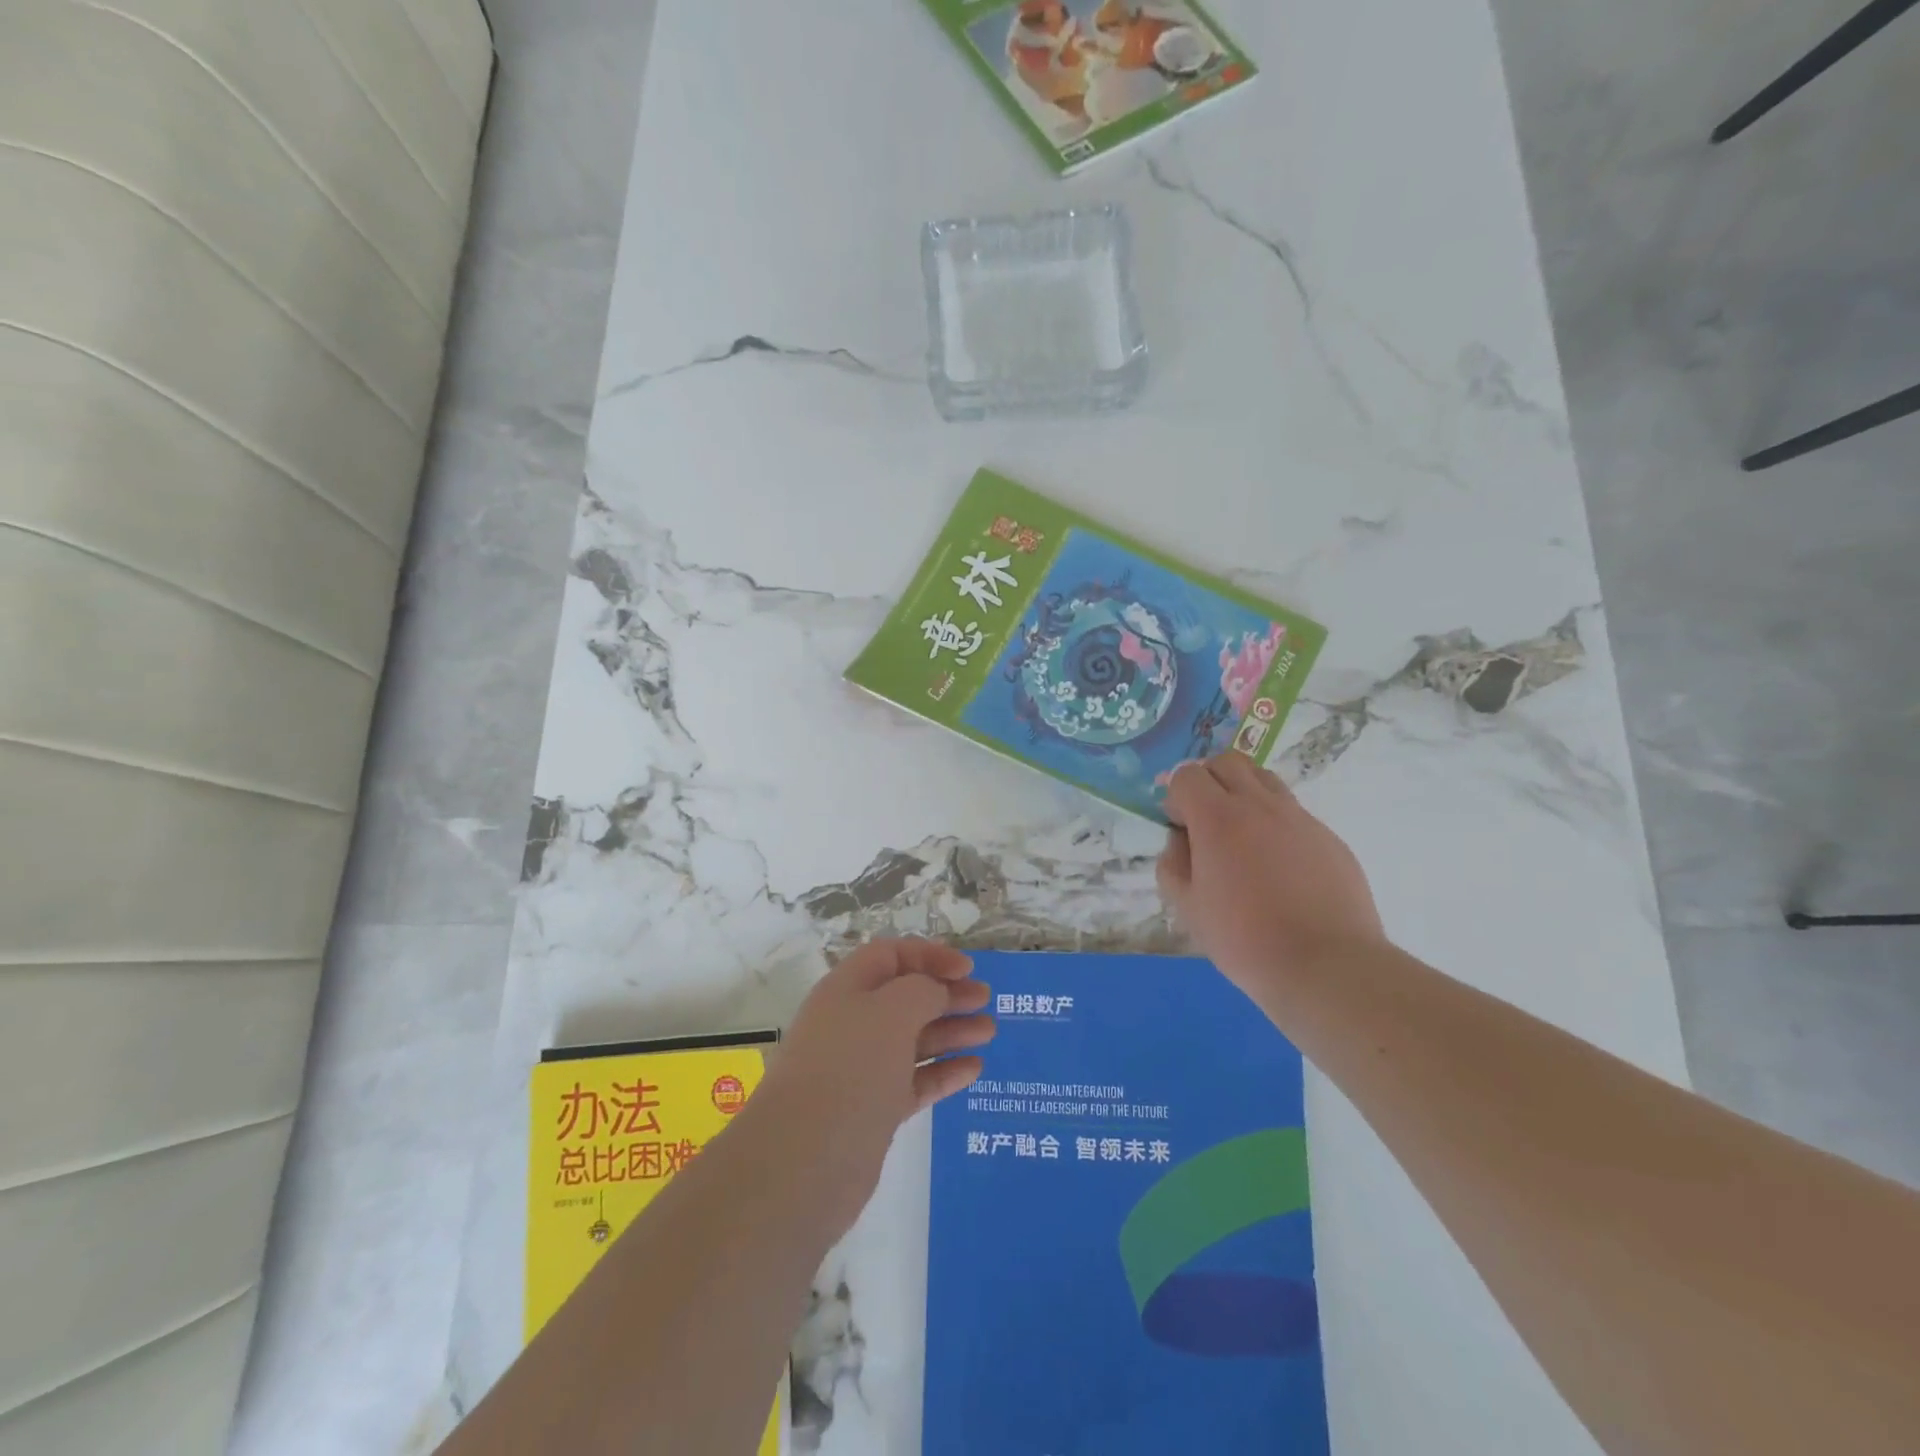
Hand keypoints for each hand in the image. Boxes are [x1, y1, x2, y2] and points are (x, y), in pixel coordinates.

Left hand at [759, 939, 993, 1233]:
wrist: (804, 1161)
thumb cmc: (850, 1068)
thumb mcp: (892, 1011)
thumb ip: (922, 990)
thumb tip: (935, 992)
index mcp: (847, 989)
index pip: (890, 955)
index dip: (929, 955)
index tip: (967, 969)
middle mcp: (852, 1024)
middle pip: (905, 997)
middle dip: (946, 993)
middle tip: (986, 999)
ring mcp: (862, 1069)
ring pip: (913, 1040)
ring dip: (951, 1031)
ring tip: (990, 1031)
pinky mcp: (873, 1110)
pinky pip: (915, 1081)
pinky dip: (944, 1072)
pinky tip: (974, 1069)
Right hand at [1158, 754, 1383, 997]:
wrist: (1326, 966)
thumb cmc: (1245, 940)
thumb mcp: (1188, 908)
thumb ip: (1173, 865)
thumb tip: (1180, 842)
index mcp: (1218, 818)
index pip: (1187, 775)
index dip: (1176, 796)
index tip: (1180, 827)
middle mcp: (1260, 805)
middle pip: (1228, 762)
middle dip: (1209, 780)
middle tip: (1207, 820)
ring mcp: (1300, 819)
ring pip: (1265, 780)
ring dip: (1244, 794)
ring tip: (1242, 837)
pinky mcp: (1329, 838)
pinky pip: (1294, 814)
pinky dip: (1276, 825)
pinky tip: (1279, 869)